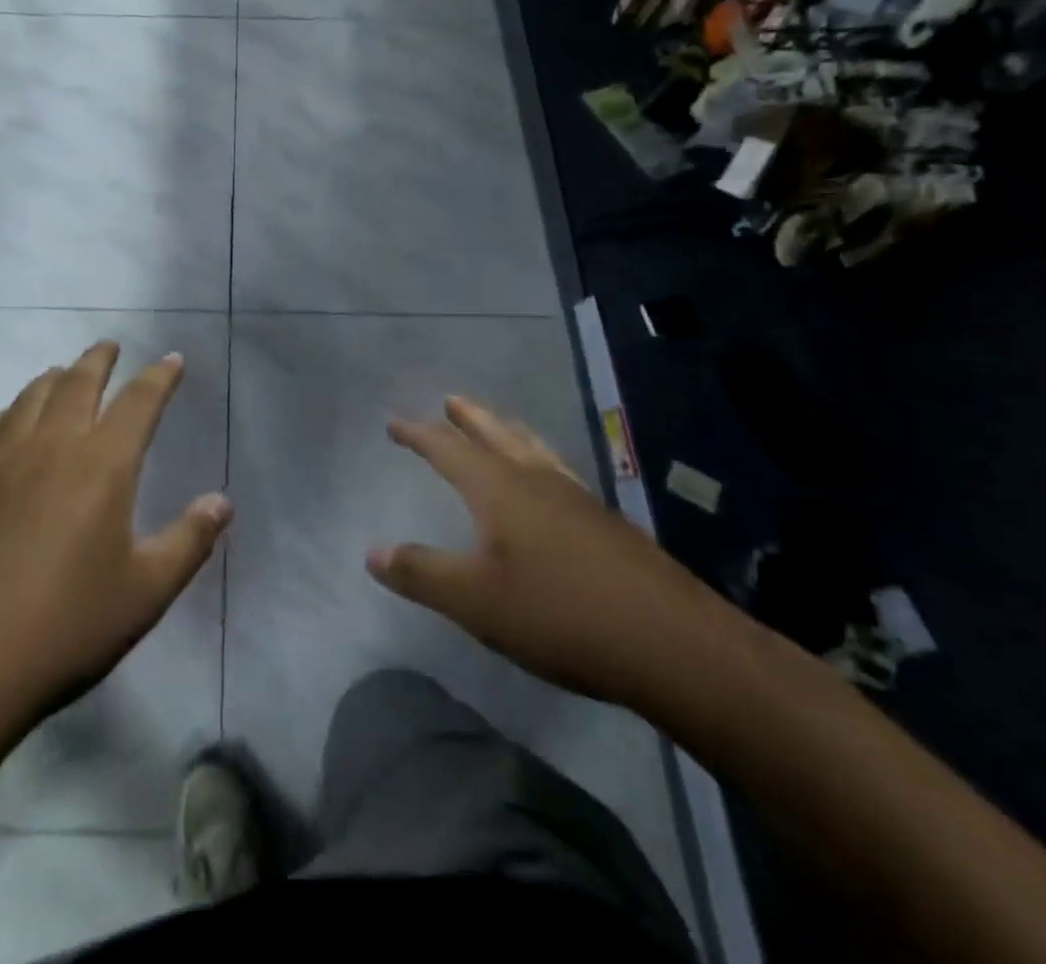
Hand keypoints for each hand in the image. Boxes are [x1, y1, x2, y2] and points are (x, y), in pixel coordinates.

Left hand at [0, 343, 231, 818]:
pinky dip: (10, 411)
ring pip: (31, 397)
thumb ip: (189, 541)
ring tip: (65, 373)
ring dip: (54, 378)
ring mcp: (0, 461)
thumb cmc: (64, 629)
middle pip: (78, 383)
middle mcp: (51, 447)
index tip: (172, 360)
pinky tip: (10, 421)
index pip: (138, 402)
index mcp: (102, 465)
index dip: (159, 377)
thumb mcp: (144, 593)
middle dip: (99, 360)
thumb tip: (222, 501)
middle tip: (110, 346)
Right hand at [368, 396, 730, 711]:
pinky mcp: (608, 523)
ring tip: (496, 423)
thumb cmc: (560, 616)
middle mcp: (537, 480)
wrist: (674, 644)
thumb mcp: (475, 601)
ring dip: (506, 430)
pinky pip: (559, 471)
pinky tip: (549, 481)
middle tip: (450, 400)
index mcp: (500, 489)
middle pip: (496, 433)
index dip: (418, 434)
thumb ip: (421, 573)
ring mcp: (578, 498)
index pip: (448, 448)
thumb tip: (372, 553)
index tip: (394, 423)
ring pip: (533, 448)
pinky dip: (539, 458)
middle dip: (468, 417)